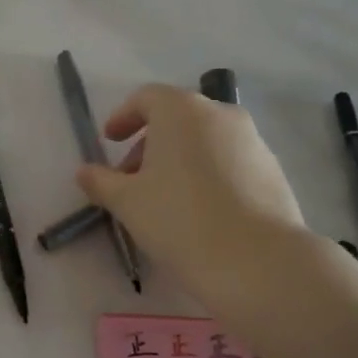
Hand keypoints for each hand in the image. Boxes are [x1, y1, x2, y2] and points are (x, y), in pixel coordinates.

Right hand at [75, 83, 307, 298]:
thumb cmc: (178, 219)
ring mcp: (253, 141)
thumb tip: (85, 172)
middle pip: (177, 118)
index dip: (123, 117)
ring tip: (165, 199)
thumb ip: (101, 182)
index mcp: (181, 111)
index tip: (109, 141)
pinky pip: (230, 162)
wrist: (255, 259)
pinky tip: (200, 211)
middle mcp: (220, 114)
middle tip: (131, 179)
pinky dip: (208, 174)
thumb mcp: (127, 202)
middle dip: (149, 143)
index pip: (146, 98)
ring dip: (180, 159)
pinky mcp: (272, 170)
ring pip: (206, 140)